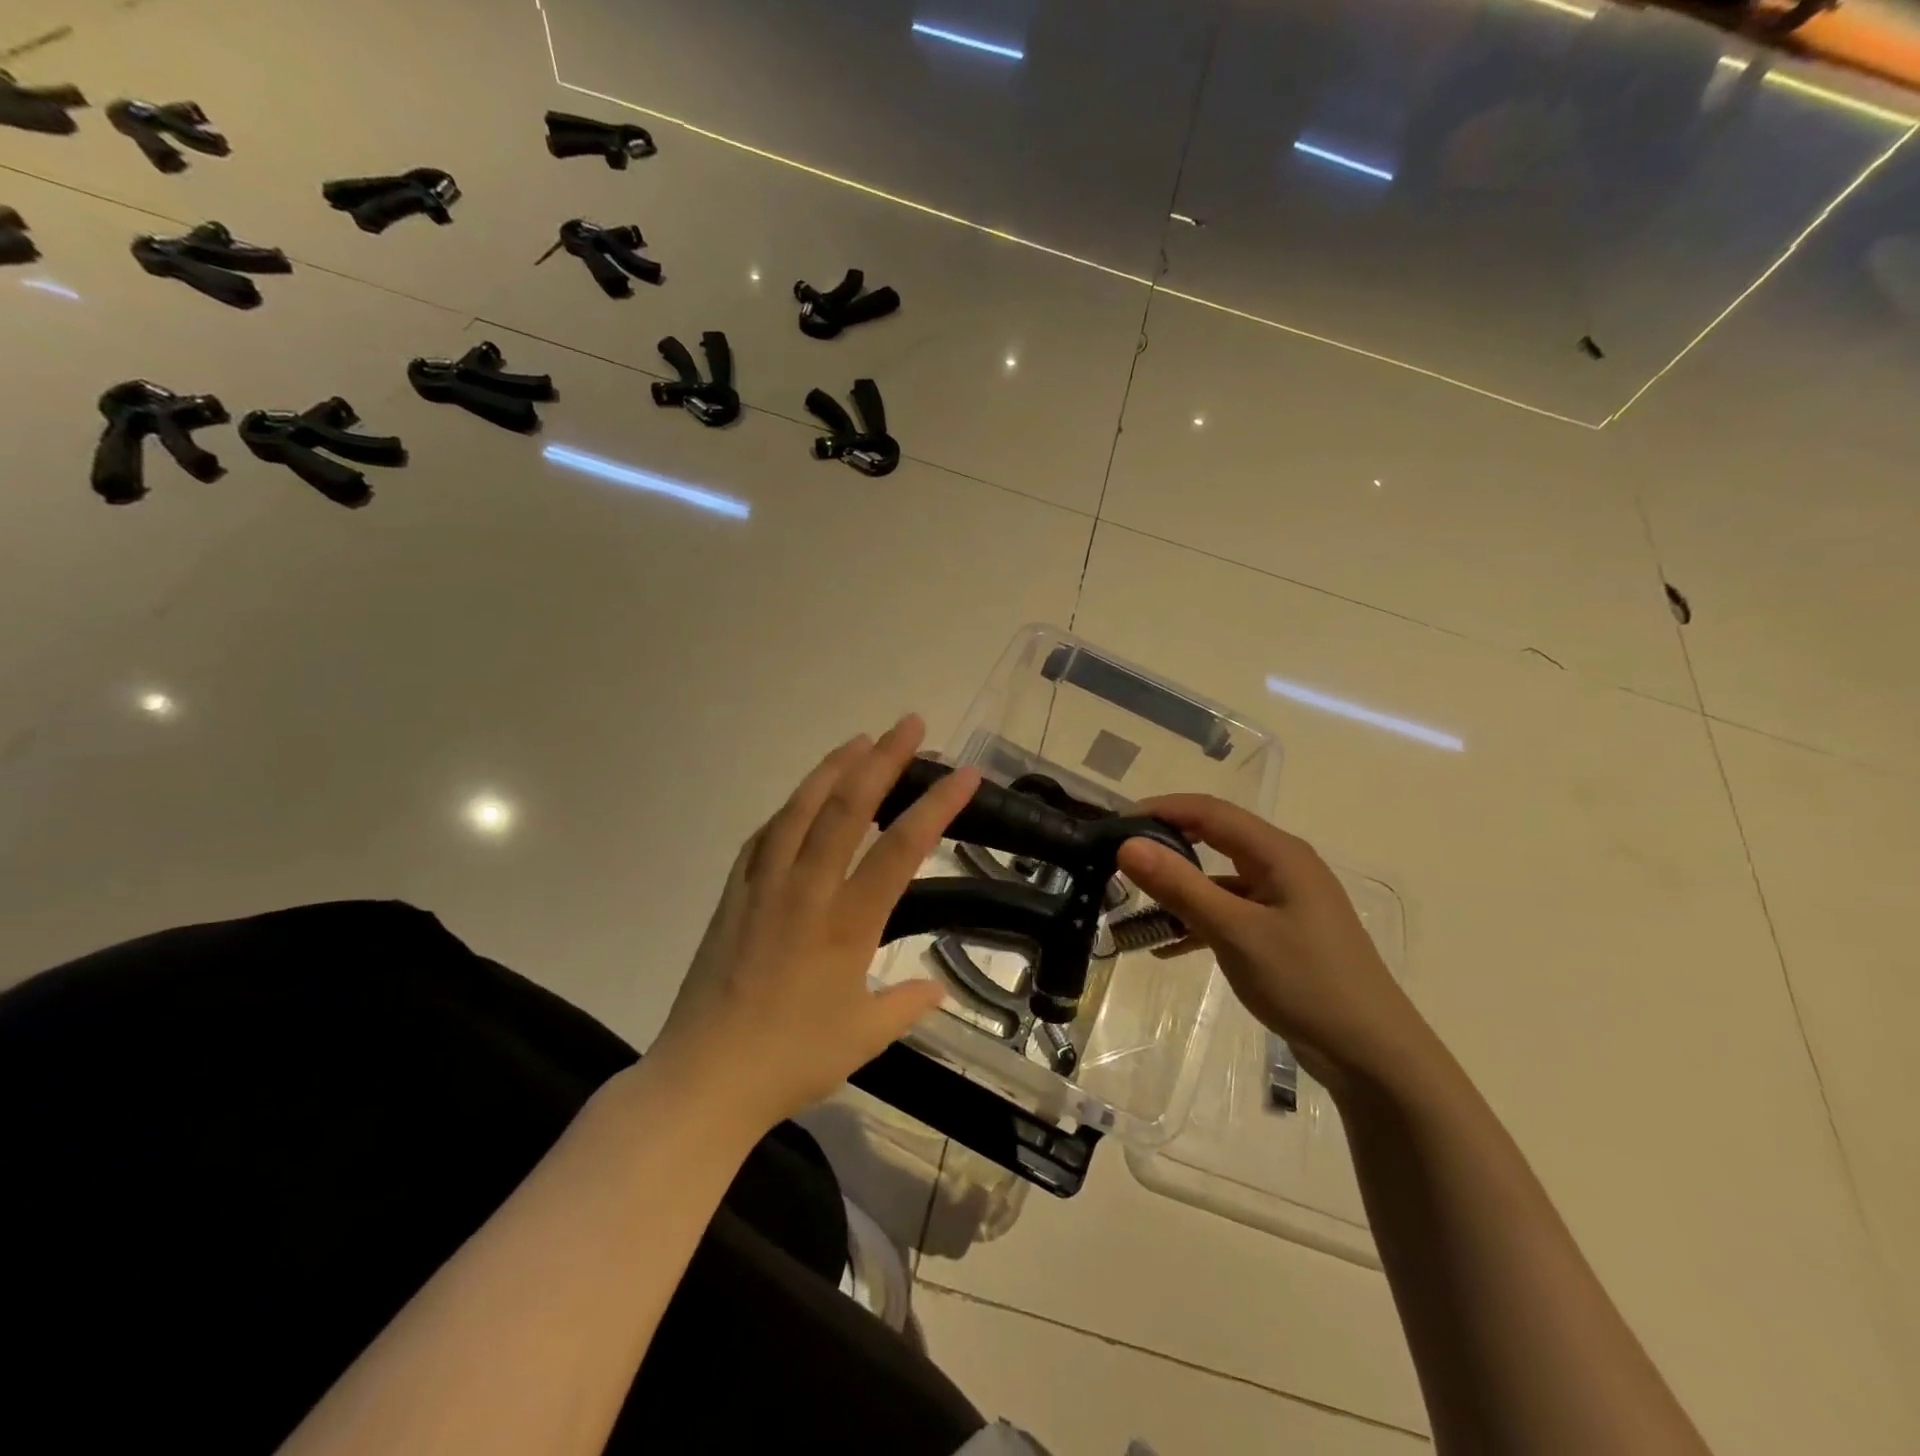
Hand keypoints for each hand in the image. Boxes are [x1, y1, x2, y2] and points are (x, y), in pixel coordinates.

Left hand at [650, 715, 980, 1130]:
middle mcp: (805, 891)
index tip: (965, 773)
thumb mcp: (863, 1038)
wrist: (703, 1079)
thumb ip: (905, 1005)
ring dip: (832, 769)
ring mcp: (763, 887)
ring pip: (800, 810)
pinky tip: (800, 800)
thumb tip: (936, 987)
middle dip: (883, 760)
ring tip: (859, 740)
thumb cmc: (790, 1061)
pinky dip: (787, 810)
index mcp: (846, 924)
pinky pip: (763, 838)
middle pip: (846, 808)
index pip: (901, 849)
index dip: (937, 806)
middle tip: (909, 724)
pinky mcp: (732, 895)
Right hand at [1117, 795, 1433, 1097]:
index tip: (1116, 823)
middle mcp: (1282, 866)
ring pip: (1219, 880)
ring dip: (1179, 891)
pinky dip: (1198, 922)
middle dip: (1166, 846)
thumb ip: (1180, 886)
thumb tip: (1127, 845)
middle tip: (1120, 859)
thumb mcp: (1234, 932)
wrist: (1371, 1054)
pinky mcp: (1281, 931)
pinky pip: (1230, 912)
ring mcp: (1284, 900)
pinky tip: (1166, 947)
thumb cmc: (1305, 981)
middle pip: (1214, 839)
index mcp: (1278, 853)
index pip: (1210, 811)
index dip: (1161, 809)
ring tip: (1134, 906)